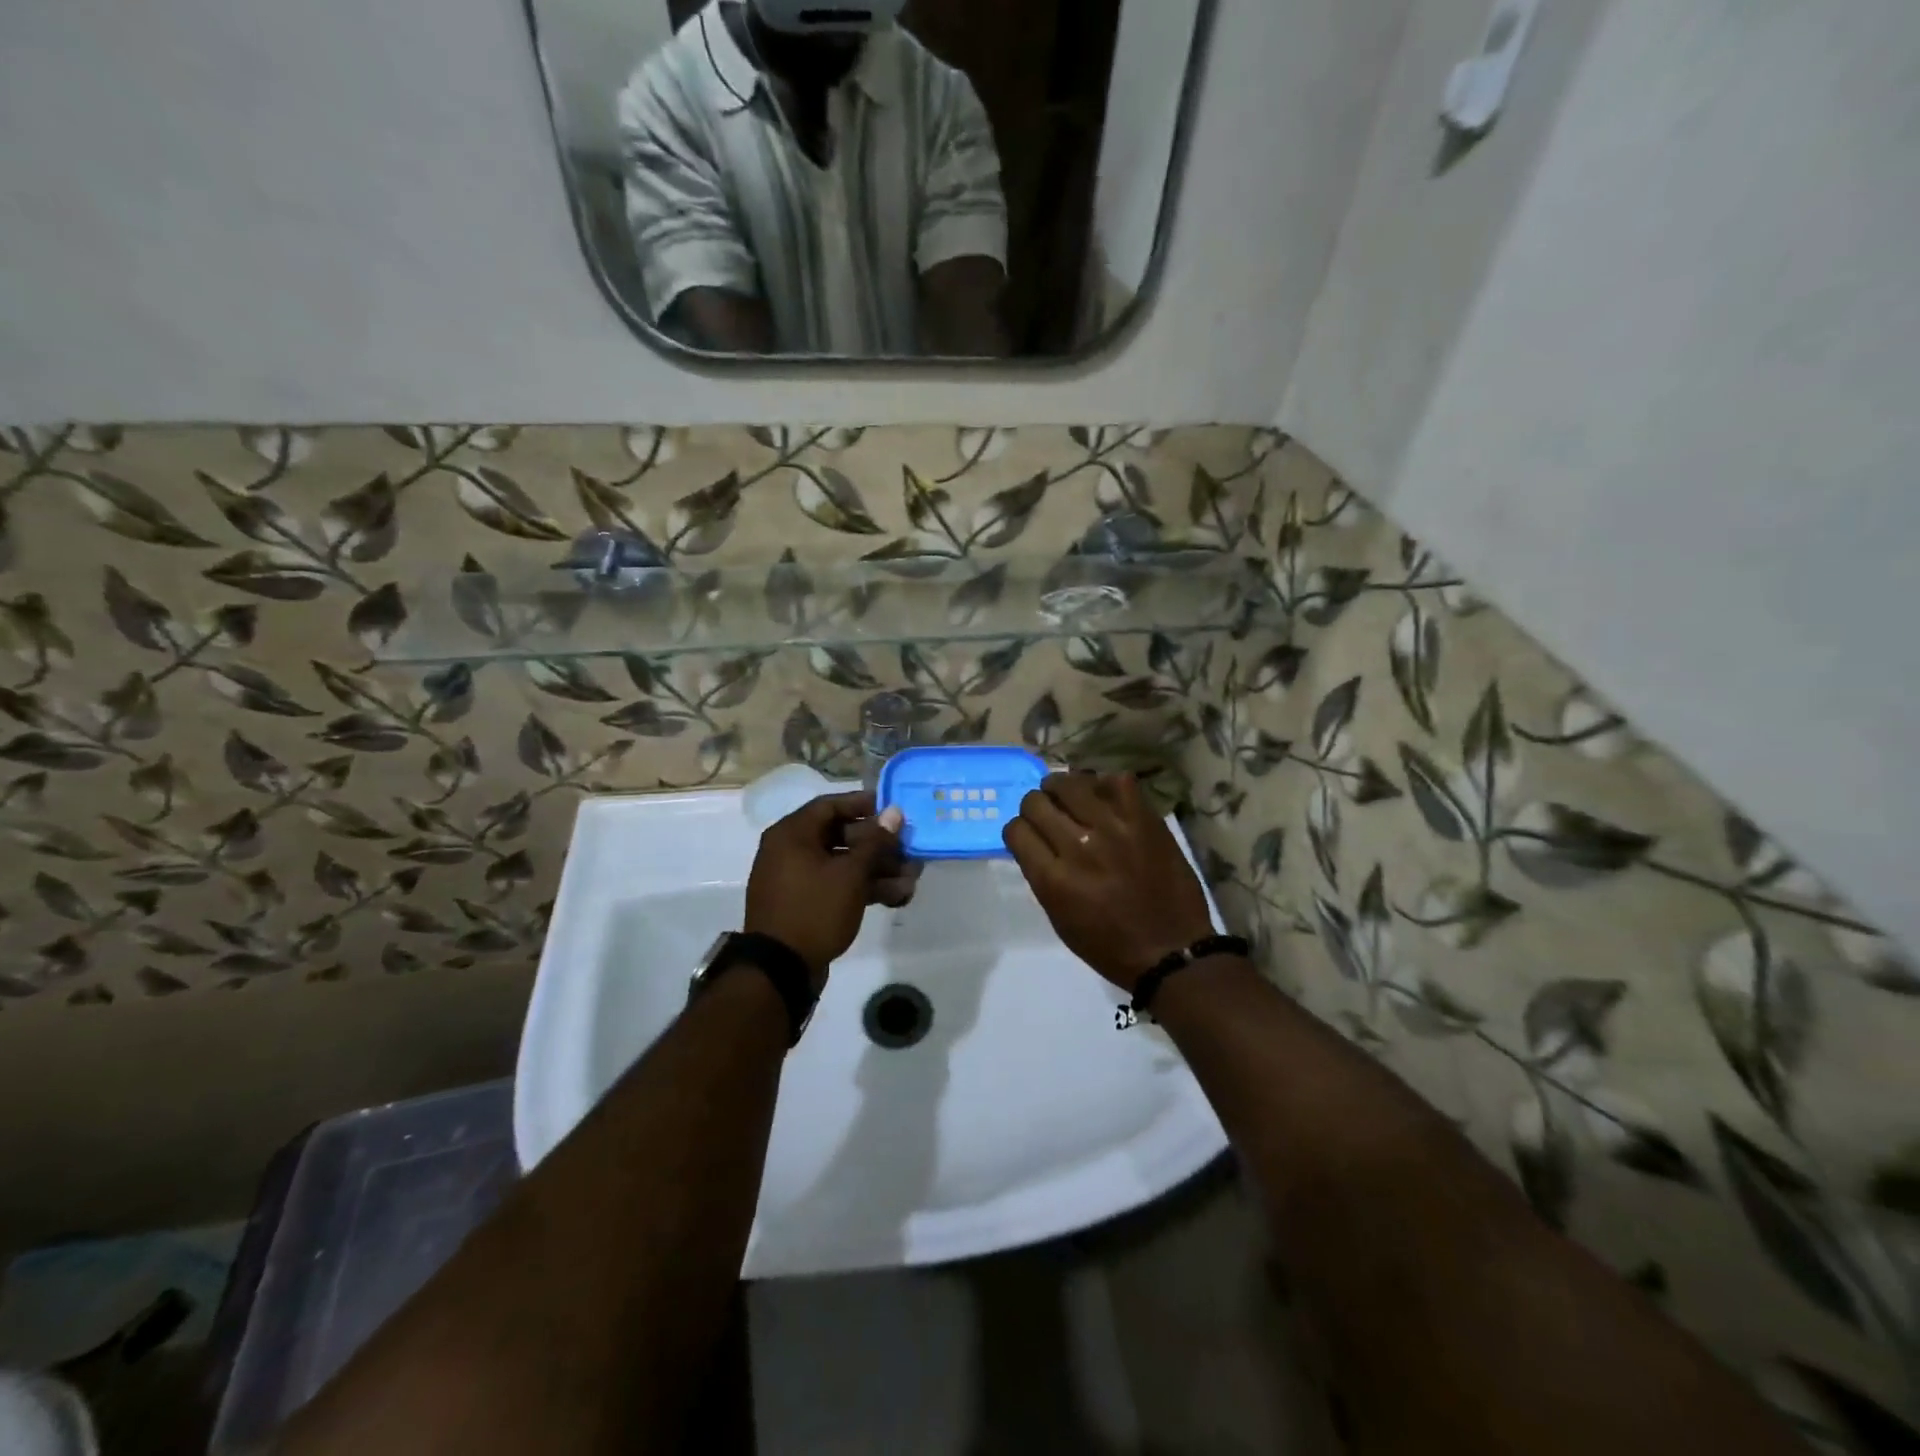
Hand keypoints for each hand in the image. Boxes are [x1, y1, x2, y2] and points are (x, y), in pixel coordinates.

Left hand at [745, 791, 917, 986]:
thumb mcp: (850, 874)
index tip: (893, 810)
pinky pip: (836, 885)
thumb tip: (894, 812)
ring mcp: (797, 879)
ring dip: (877, 869)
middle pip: (840, 836)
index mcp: (792, 834)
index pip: (830, 805)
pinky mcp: (805, 904)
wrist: (780, 969)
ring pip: (842, 864)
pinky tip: (897, 897)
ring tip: (912, 879)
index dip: (863, 805)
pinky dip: (862, 888)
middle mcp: (790, 850)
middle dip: (878, 845)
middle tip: (909, 849)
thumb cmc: (814, 909)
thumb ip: (875, 841)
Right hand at [1003, 772, 1215, 993]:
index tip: (1029, 835)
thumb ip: (1042, 876)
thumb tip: (1036, 842)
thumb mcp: (1059, 919)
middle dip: (1036, 807)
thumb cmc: (1110, 946)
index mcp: (1053, 879)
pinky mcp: (1144, 820)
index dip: (1018, 830)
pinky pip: (1118, 782)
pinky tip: (1105, 797)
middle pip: (1036, 802)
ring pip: (1070, 783)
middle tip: (1048, 814)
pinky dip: (1105, 785)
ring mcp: (1113, 829)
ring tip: (1070, 796)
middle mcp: (1078, 847)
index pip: (1016, 830)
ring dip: (1062, 788)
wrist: (1172, 951)